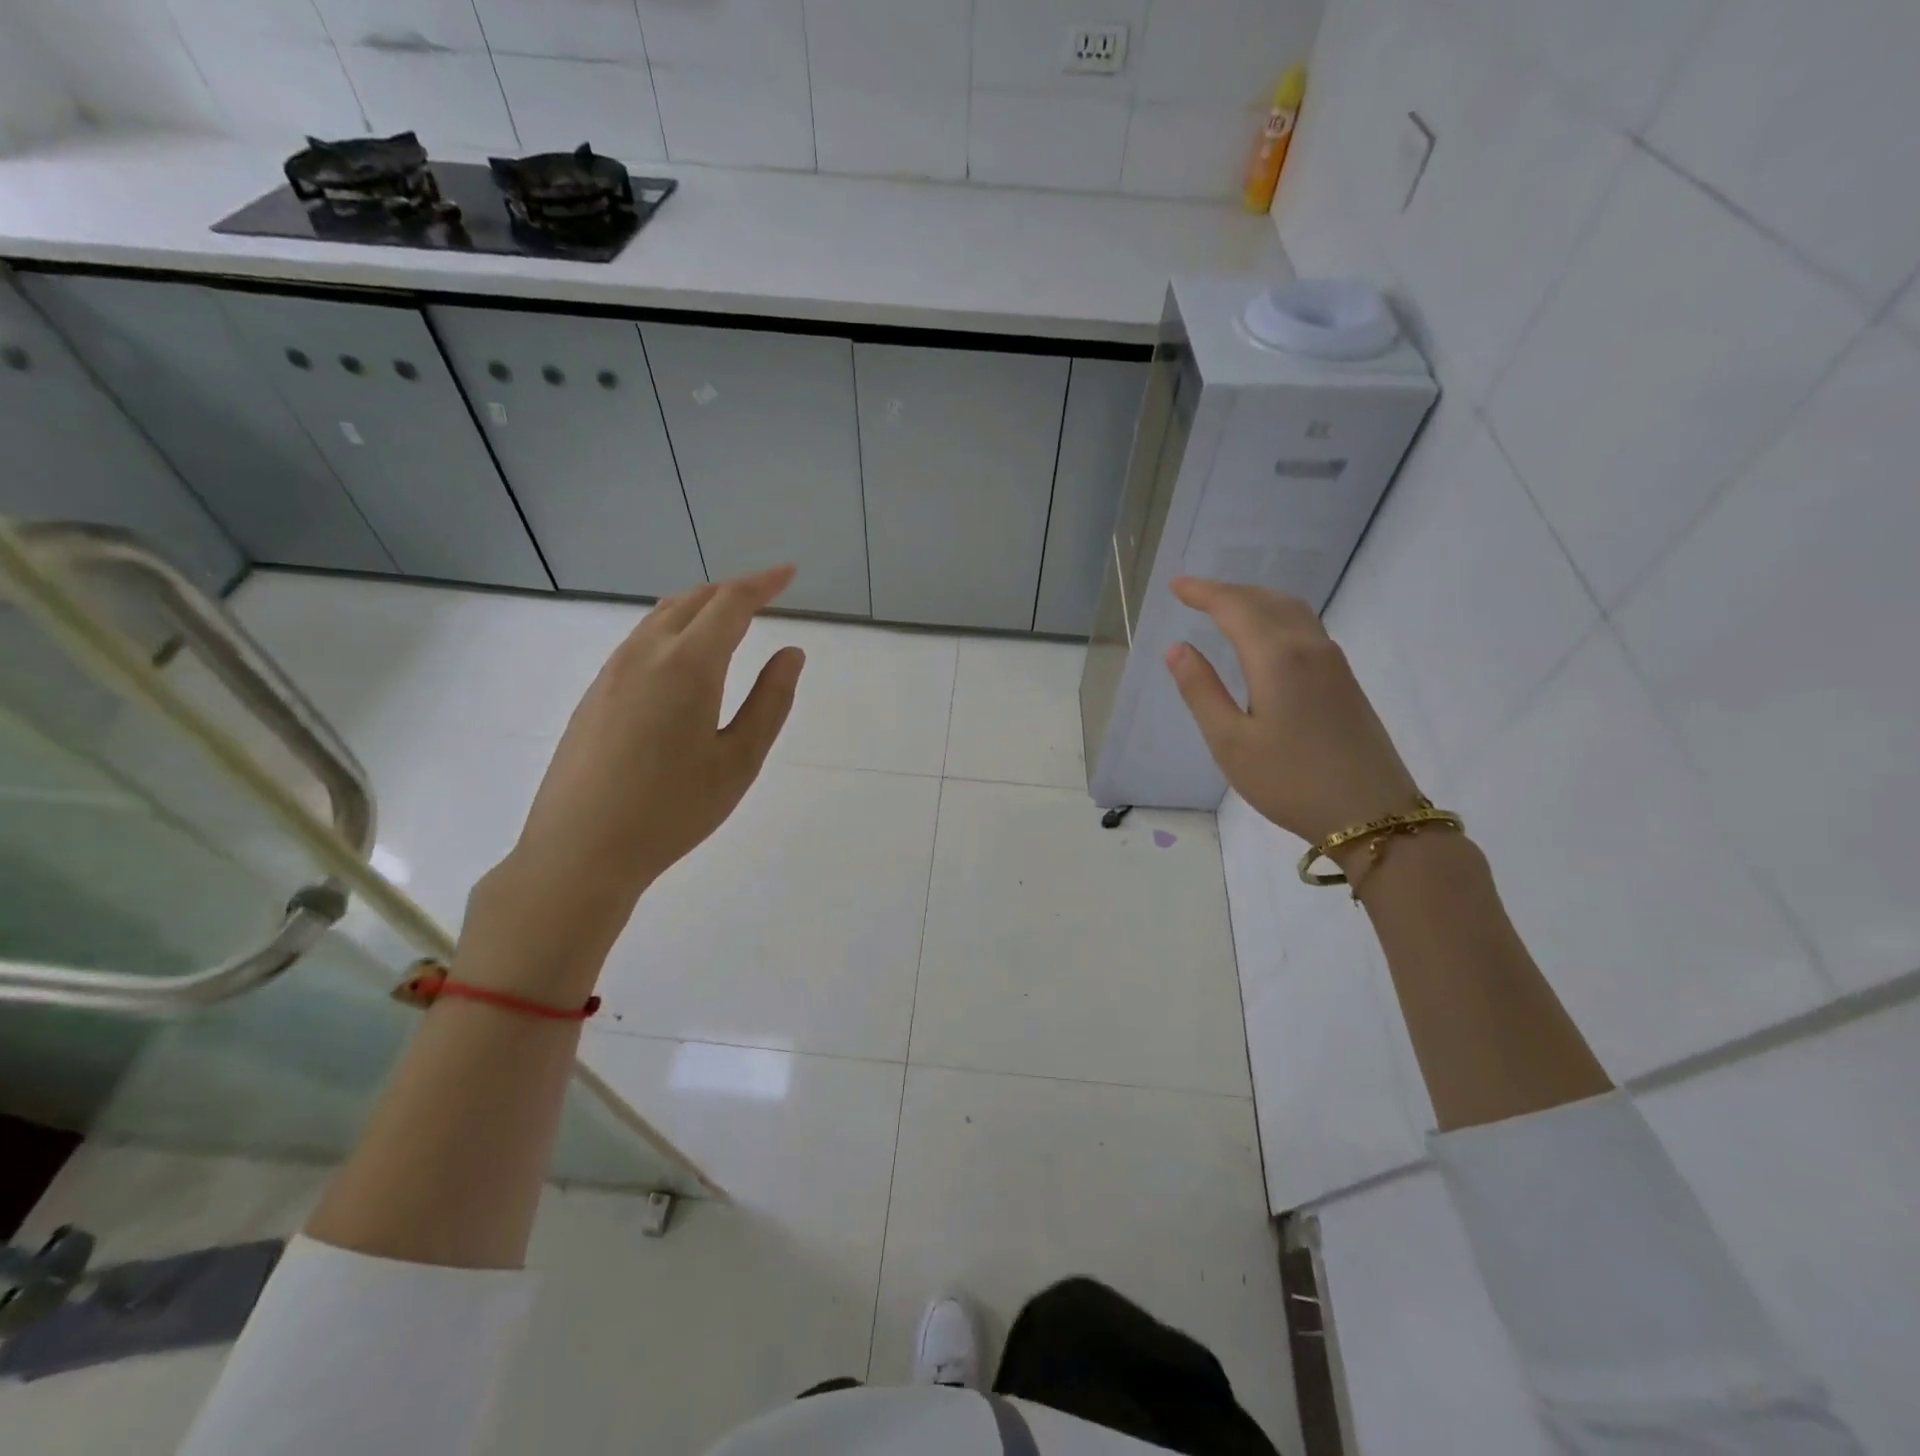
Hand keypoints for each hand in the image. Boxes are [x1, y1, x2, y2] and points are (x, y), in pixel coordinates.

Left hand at [470, 566, 804, 978]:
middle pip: (692, 600)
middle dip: (732, 589)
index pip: (730, 603)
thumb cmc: (672, 811)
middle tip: (765, 593)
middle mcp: (645, 654)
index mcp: (688, 666)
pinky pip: (640, 641)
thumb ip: (770, 702)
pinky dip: (672, 629)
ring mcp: (612, 672)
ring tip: (728, 617)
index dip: (763, 583)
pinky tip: (682, 657)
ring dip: (699, 606)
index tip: (788, 573)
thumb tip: (791, 653)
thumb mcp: (738, 761)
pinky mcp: (594, 693)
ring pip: (660, 617)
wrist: (579, 851)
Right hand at [1164, 577, 1418, 846]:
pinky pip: (1304, 626)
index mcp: (1277, 658)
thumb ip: (1201, 690)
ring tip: (1224, 607)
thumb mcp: (1230, 742)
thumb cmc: (1290, 781)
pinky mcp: (1344, 679)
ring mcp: (1333, 662)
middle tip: (1193, 593)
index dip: (1202, 592)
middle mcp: (1309, 647)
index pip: (1234, 607)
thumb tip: (1177, 648)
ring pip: (1290, 610)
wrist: (1371, 814)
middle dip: (1227, 591)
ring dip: (1254, 600)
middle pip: (1265, 600)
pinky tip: (1264, 635)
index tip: (1175, 585)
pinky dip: (1275, 615)